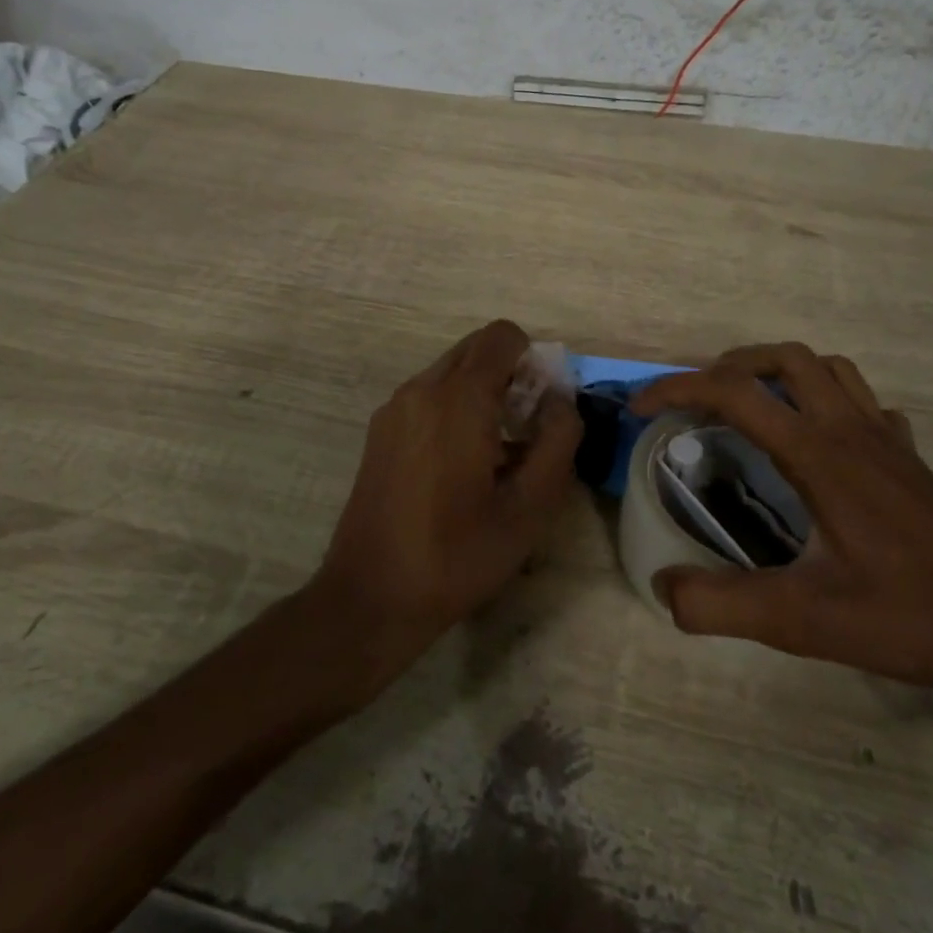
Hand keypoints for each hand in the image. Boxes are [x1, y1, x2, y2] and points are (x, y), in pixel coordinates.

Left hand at [311, 321, 581, 673]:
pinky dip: (454, 409)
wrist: (372, 596)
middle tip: (526, 432)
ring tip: (494, 455)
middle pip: (475, 349)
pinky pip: (428, 396)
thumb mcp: (529, 508)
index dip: (533, 358)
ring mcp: (393, 409)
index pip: (502, 336)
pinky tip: (459, 467)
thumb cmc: (458, 555)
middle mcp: (420, 389)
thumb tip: (560, 400)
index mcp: (457, 398)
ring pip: (450, 372)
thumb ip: (558, 441)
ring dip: (482, 393)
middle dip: (510, 374)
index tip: (543, 407)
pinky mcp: (380, 431)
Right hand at [630, 344, 932, 701]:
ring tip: (749, 406)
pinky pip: (864, 402)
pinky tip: (818, 439)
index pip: (735, 392)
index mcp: (819, 455)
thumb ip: (724, 606)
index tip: (642, 407)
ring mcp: (886, 439)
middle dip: (729, 366)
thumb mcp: (806, 621)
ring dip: (779, 372)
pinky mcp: (909, 458)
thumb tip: (662, 590)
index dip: (677, 387)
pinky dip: (827, 400)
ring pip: (828, 369)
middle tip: (698, 402)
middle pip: (785, 359)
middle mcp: (851, 431)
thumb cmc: (912, 616)